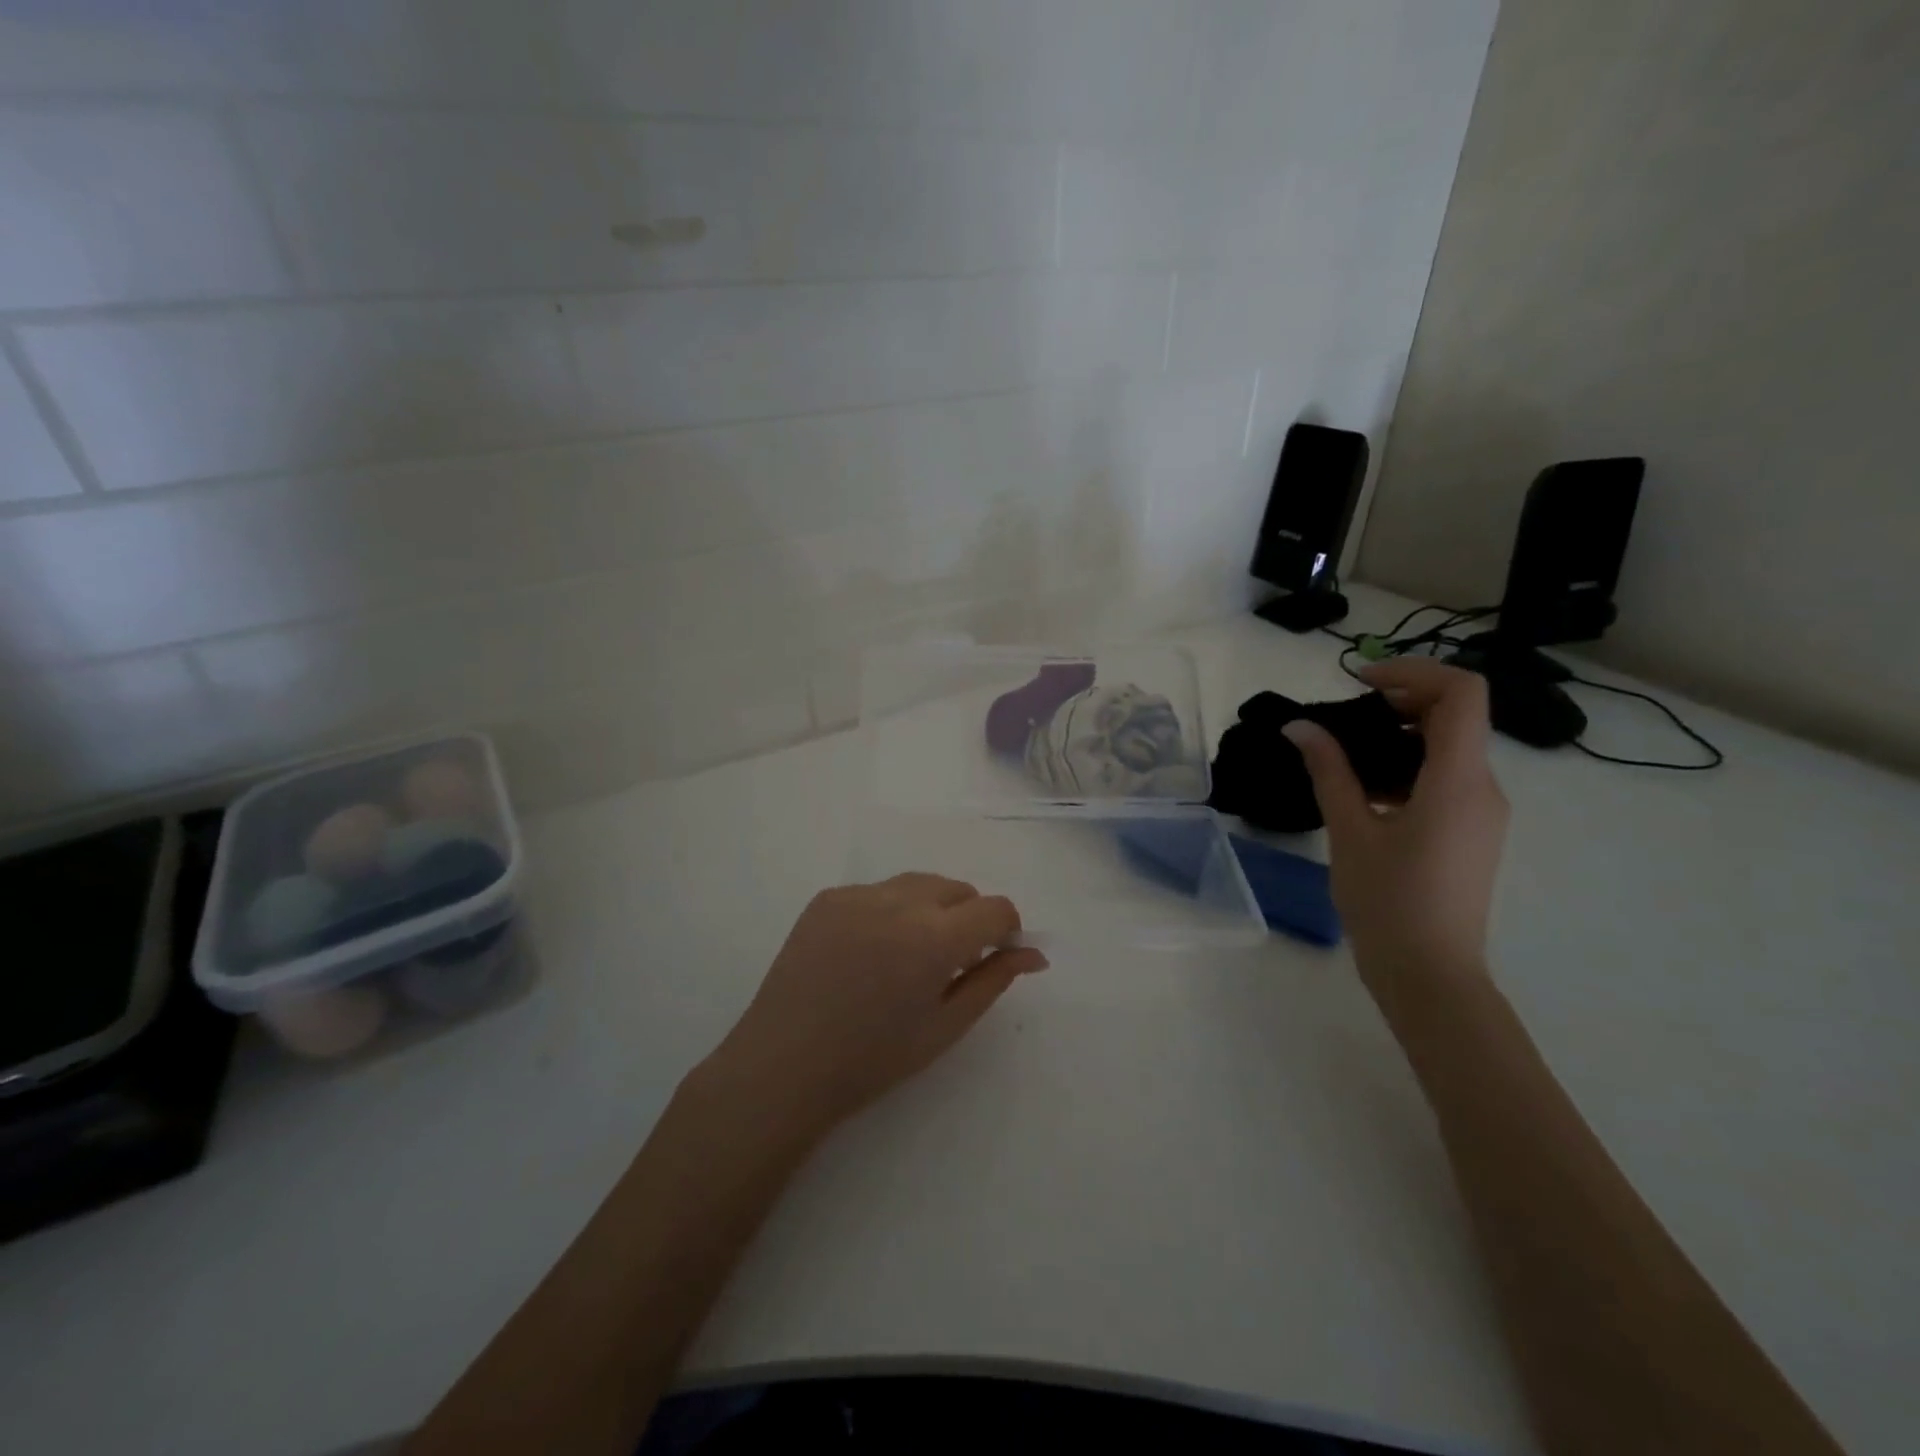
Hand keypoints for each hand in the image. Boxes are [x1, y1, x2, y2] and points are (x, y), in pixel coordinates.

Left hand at [704, 874, 1047, 1137]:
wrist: (783, 1065)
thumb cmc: (872, 1060)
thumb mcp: (944, 1027)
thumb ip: (993, 981)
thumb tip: (1033, 955)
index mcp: (934, 938)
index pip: (995, 908)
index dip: (1006, 930)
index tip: (996, 957)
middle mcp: (899, 901)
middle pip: (958, 889)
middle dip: (969, 918)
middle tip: (949, 965)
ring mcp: (858, 894)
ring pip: (919, 884)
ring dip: (931, 909)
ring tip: (908, 957)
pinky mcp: (827, 897)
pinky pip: (878, 892)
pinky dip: (890, 911)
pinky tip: (869, 953)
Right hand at [1283, 659, 1507, 991]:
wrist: (1430, 975)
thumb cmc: (1388, 902)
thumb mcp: (1350, 831)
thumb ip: (1329, 771)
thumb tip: (1301, 727)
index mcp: (1460, 781)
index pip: (1462, 694)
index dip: (1413, 671)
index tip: (1359, 681)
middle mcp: (1484, 788)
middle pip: (1457, 715)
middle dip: (1402, 700)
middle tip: (1346, 713)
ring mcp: (1482, 812)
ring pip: (1451, 748)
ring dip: (1402, 734)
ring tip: (1346, 751)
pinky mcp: (1471, 832)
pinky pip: (1447, 778)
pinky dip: (1409, 766)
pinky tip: (1366, 790)